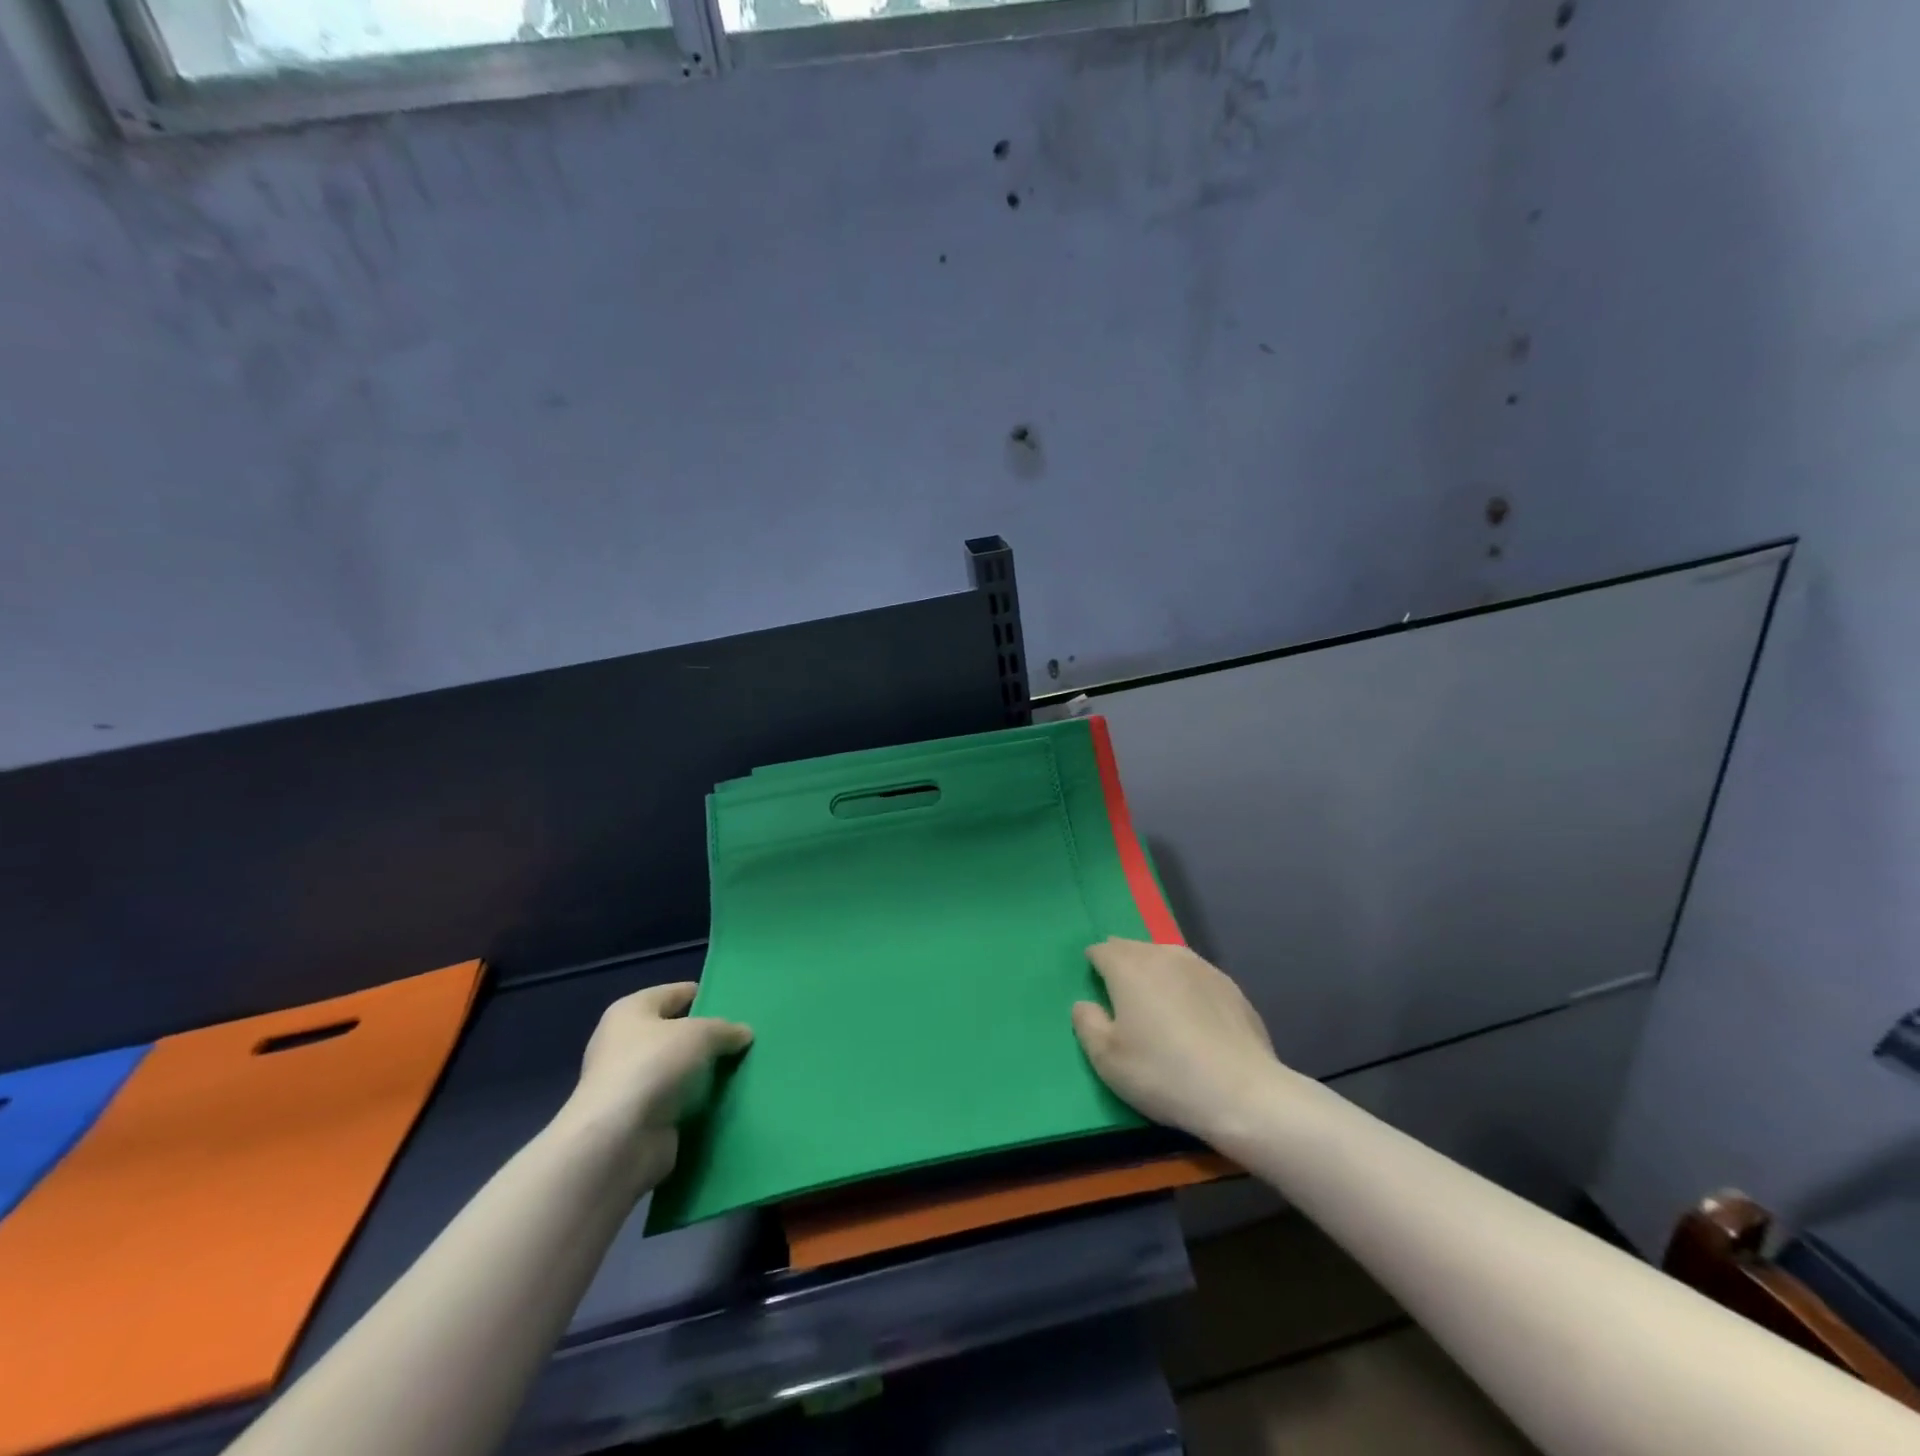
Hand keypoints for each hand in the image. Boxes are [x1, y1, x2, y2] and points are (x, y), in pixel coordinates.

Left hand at [563, 983, 751, 1193]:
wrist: (619, 1142)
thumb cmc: (653, 1066)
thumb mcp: (700, 1034)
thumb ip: (725, 1029)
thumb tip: (744, 1033)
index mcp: (630, 1012)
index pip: (674, 993)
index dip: (703, 994)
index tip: (736, 1002)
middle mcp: (625, 1044)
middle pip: (676, 1033)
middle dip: (708, 1037)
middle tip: (744, 1038)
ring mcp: (631, 1085)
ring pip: (679, 1070)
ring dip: (705, 1073)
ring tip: (744, 1068)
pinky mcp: (640, 1119)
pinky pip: (679, 1102)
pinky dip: (699, 1102)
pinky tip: (728, 1099)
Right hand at [1072, 938, 1290, 1147]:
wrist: (1242, 1093)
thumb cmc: (1163, 1073)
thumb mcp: (1107, 1059)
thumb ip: (1086, 1023)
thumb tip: (1085, 1004)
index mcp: (1129, 966)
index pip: (1102, 950)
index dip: (1094, 965)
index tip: (1095, 987)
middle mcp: (1164, 955)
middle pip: (1134, 949)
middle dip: (1123, 965)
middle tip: (1122, 998)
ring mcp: (1201, 967)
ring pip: (1166, 958)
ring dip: (1155, 974)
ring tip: (1156, 1005)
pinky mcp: (1230, 986)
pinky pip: (1194, 977)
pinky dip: (1185, 988)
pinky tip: (1192, 1019)